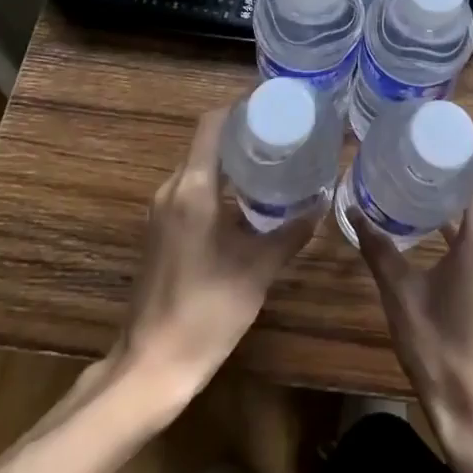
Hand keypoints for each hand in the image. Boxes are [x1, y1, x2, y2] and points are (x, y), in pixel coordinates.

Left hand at [117, 108, 318, 411]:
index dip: (241, 108)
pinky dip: (219, 183)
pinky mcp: (159, 231)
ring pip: (199, 166)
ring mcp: (161, 211)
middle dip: (243, 133)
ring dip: (231, 159)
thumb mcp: (257, 270)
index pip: (212, 124)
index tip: (275, 105)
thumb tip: (321, 203)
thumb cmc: (205, 312)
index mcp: (193, 189)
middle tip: (285, 133)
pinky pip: (192, 189)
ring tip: (273, 161)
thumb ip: (291, 232)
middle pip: (207, 142)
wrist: (151, 367)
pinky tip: (248, 200)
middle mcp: (172, 189)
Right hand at [353, 158, 472, 463]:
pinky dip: (468, 222)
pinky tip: (436, 227)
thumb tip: (353, 211)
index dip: (460, 149)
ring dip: (460, 196)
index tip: (428, 134)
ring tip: (419, 183)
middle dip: (454, 168)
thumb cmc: (441, 355)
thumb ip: (379, 250)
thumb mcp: (402, 298)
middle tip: (414, 155)